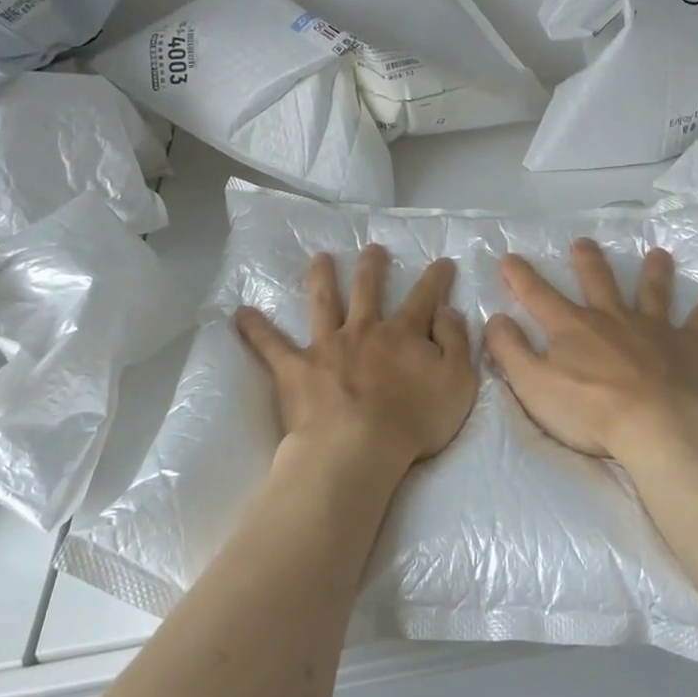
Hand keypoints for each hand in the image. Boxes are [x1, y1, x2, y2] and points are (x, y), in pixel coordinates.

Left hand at [234, 246, 476, 481]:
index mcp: (402, 334)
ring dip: (322, 278)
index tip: (442, 261)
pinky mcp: (295, 368)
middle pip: (368, 291)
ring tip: (319, 258)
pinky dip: (255, 329)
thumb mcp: (457, 382)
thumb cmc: (413, 421)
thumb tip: (446, 311)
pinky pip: (270, 345)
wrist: (357, 448)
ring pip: (323, 303)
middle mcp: (363, 330)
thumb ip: (455, 343)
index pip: (423, 298)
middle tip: (372, 249)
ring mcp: (326, 346)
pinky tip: (240, 313)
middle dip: (372, 267)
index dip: (435, 280)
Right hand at [486, 239, 697, 471]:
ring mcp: (654, 329)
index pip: (538, 295)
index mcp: (572, 327)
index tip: (509, 257)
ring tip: (658, 254)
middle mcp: (612, 318)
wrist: (658, 425)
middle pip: (598, 282)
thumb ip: (509, 351)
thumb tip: (494, 319)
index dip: (520, 276)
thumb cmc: (590, 410)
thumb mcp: (533, 385)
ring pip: (652, 292)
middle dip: (587, 261)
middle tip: (583, 243)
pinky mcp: (690, 346)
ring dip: (654, 272)